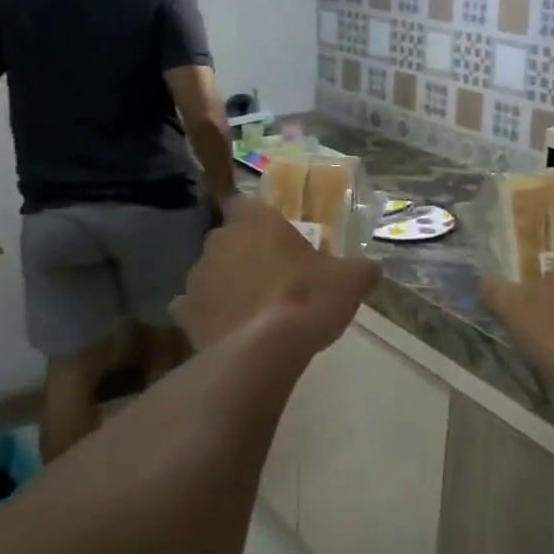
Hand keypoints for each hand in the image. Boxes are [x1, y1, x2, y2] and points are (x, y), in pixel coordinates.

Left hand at [172, 196, 379, 352]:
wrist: (265, 351)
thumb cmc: (308, 299)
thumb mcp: (351, 280)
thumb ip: (361, 269)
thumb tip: (370, 270)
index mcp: (256, 220)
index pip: (245, 202)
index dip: (258, 218)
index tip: (274, 235)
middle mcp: (219, 240)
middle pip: (228, 238)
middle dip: (244, 252)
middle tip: (271, 274)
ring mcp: (196, 277)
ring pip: (210, 272)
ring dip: (225, 283)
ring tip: (250, 308)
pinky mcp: (183, 314)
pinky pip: (192, 308)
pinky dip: (206, 315)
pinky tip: (226, 330)